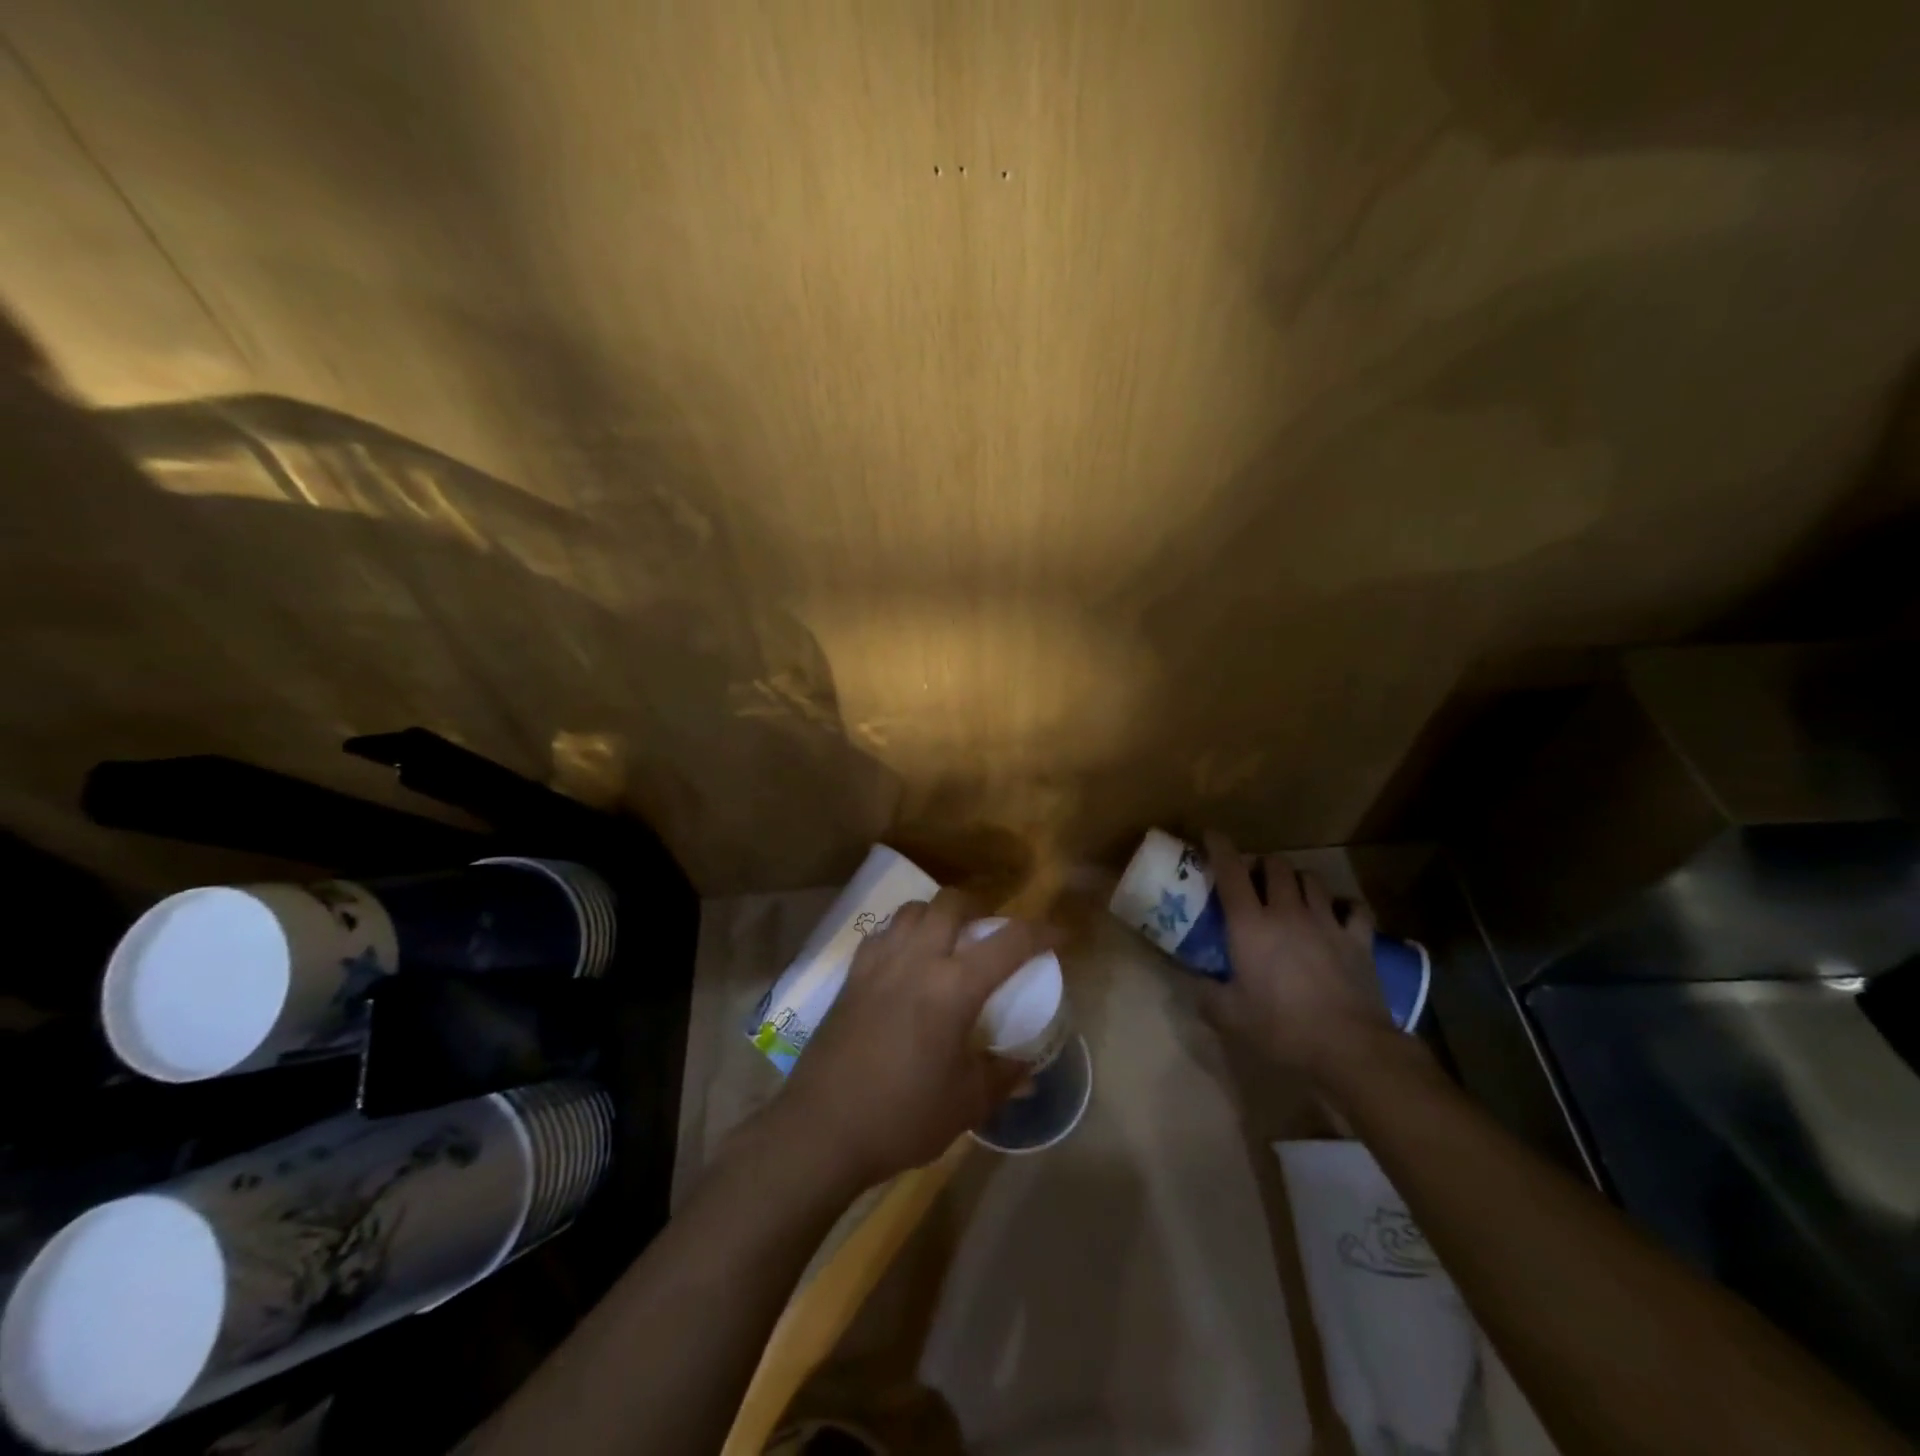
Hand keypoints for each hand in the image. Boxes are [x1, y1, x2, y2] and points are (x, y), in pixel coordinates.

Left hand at [776, 891, 1053, 1194]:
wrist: (822, 1129)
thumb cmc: (902, 1117)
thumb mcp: (966, 1103)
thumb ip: (1002, 1076)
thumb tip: (1028, 1068)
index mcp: (953, 987)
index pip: (1009, 941)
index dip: (1042, 931)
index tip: (1060, 934)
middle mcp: (917, 960)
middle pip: (952, 903)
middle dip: (980, 908)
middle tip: (991, 935)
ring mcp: (879, 962)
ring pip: (913, 910)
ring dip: (938, 915)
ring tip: (947, 942)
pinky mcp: (852, 975)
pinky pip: (883, 933)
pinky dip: (903, 933)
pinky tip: (906, 961)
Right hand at [1198, 830, 1394, 1082]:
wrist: (1350, 1049)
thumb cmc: (1281, 1029)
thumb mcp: (1229, 1017)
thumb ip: (1206, 994)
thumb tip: (1194, 982)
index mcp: (1250, 925)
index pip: (1231, 872)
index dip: (1219, 848)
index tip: (1210, 835)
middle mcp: (1287, 912)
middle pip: (1276, 866)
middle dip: (1262, 865)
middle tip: (1254, 879)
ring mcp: (1327, 923)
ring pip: (1312, 880)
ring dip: (1297, 880)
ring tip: (1292, 893)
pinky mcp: (1359, 940)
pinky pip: (1354, 908)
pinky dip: (1344, 905)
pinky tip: (1339, 913)